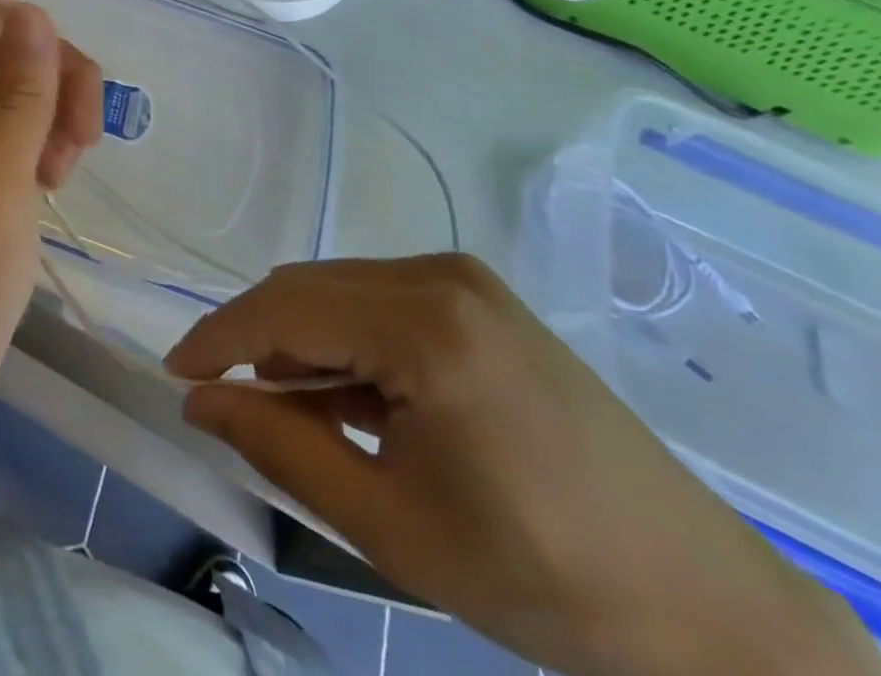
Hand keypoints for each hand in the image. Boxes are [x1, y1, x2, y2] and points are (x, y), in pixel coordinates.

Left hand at [0, 0, 103, 469]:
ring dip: (63, 111)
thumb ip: (16, 97)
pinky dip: (52, 138)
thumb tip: (32, 12)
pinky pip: (29, 120)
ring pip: (32, 81)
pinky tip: (53, 182)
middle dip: (62, 73)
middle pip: (18, 41)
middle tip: (77, 141)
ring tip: (61, 174)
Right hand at [166, 255, 880, 675]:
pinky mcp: (478, 295)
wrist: (705, 606)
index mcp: (424, 325)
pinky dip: (344, 339)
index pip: (284, 309)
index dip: (218, 339)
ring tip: (293, 412)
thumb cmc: (542, 578)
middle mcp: (439, 275)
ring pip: (338, 290)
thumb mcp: (390, 527)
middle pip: (308, 288)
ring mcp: (463, 278)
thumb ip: (281, 448)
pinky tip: (350, 396)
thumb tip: (200, 401)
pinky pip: (377, 299)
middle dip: (255, 339)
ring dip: (300, 340)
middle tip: (226, 401)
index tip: (175, 374)